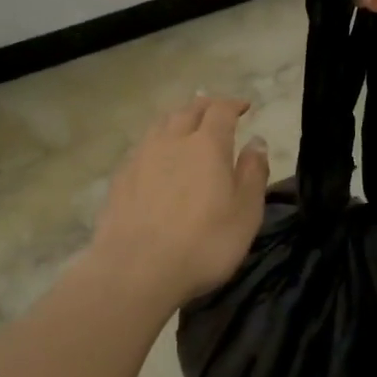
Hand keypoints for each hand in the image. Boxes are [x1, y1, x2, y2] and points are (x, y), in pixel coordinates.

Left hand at [88, 95, 268, 307]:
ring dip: (177, 118)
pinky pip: (142, 146)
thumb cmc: (204, 243)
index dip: (234, 104)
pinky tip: (157, 157)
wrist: (135, 271)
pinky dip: (156, 142)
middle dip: (206, 105)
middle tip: (216, 110)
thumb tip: (256, 141)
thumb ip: (253, 172)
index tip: (244, 106)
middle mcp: (173, 140)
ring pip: (161, 124)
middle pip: (188, 110)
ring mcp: (141, 157)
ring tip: (185, 124)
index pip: (221, 110)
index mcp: (208, 144)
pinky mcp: (120, 179)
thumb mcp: (246, 212)